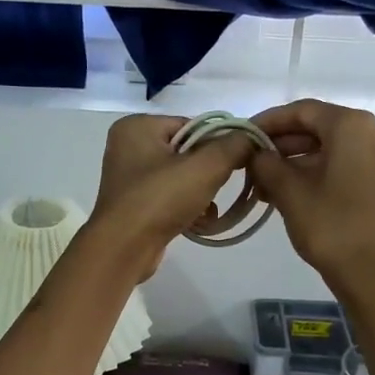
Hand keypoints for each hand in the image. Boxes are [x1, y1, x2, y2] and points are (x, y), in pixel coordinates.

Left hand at [87, 114, 258, 279]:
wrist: (123, 249)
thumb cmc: (160, 199)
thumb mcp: (205, 167)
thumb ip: (234, 146)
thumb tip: (252, 136)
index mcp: (137, 126)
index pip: (192, 125)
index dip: (217, 144)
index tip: (233, 164)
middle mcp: (128, 146)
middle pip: (187, 152)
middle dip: (209, 173)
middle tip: (219, 188)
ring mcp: (129, 177)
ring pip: (181, 176)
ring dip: (201, 193)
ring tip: (208, 210)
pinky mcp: (134, 203)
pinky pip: (170, 196)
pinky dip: (187, 206)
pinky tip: (199, 221)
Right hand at [248, 99, 374, 292]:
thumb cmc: (331, 227)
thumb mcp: (289, 192)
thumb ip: (266, 163)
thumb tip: (256, 153)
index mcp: (353, 125)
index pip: (301, 111)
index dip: (267, 122)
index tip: (242, 135)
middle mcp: (374, 131)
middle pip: (318, 128)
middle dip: (281, 145)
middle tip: (249, 164)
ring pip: (330, 148)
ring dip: (295, 162)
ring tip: (263, 184)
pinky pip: (344, 164)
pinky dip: (316, 172)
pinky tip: (289, 192)